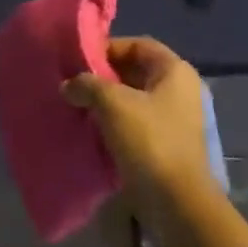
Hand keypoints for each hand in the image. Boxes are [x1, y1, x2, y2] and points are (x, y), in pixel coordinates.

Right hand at [64, 38, 213, 226]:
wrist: (176, 201)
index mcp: (174, 71)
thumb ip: (87, 85)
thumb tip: (68, 85)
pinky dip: (114, 123)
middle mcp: (179, 90)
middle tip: (74, 83)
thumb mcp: (112, 103)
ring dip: (106, 101)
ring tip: (77, 105)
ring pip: (133, 99)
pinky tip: (91, 129)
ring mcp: (174, 119)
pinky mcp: (166, 144)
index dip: (108, 48)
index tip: (80, 60)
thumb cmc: (149, 140)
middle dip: (104, 76)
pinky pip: (135, 123)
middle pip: (135, 71)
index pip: (137, 45)